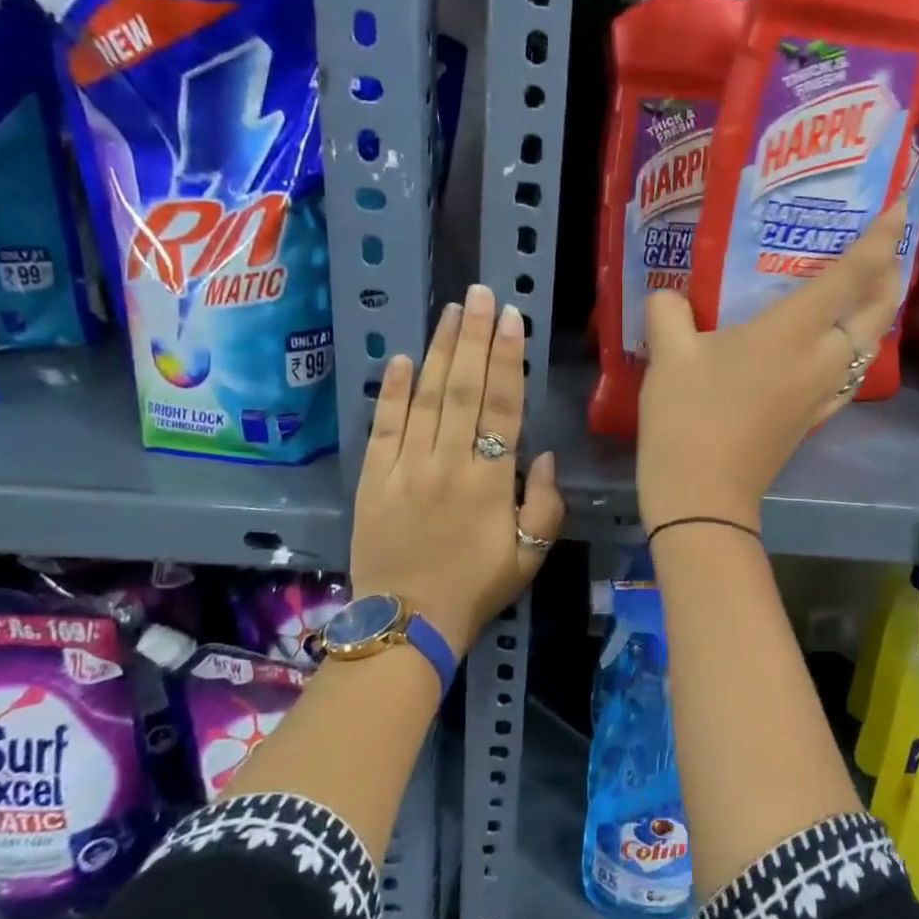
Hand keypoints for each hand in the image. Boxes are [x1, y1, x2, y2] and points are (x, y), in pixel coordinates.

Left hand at [350, 283, 565, 655]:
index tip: (511, 319)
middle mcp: (449, 463)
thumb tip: (542, 455)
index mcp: (491, 481)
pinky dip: (392, 391)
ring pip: (426, 398)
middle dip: (474, 337)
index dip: (508, 358)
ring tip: (450, 311)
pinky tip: (402, 359)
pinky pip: (384, 427)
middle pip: (464, 389)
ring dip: (439, 351)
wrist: (407, 623)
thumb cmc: (476, 589)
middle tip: (480, 294)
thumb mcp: (530, 555)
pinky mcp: (373, 479)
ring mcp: (407, 468)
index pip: (503, 406)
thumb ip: (545, 504)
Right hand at [637, 199, 906, 531]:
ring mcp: (823, 393)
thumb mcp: (668, 355)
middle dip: (891, 275)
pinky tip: (835, 348)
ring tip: (865, 291)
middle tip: (886, 249)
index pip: (851, 275)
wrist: (703, 496)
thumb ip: (669, 311)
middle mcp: (822, 359)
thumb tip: (671, 297)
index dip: (880, 239)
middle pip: (878, 311)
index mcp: (792, 332)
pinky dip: (856, 348)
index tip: (898, 207)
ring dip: (877, 313)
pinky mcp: (814, 418)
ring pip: (870, 344)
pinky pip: (850, 373)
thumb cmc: (688, 418)